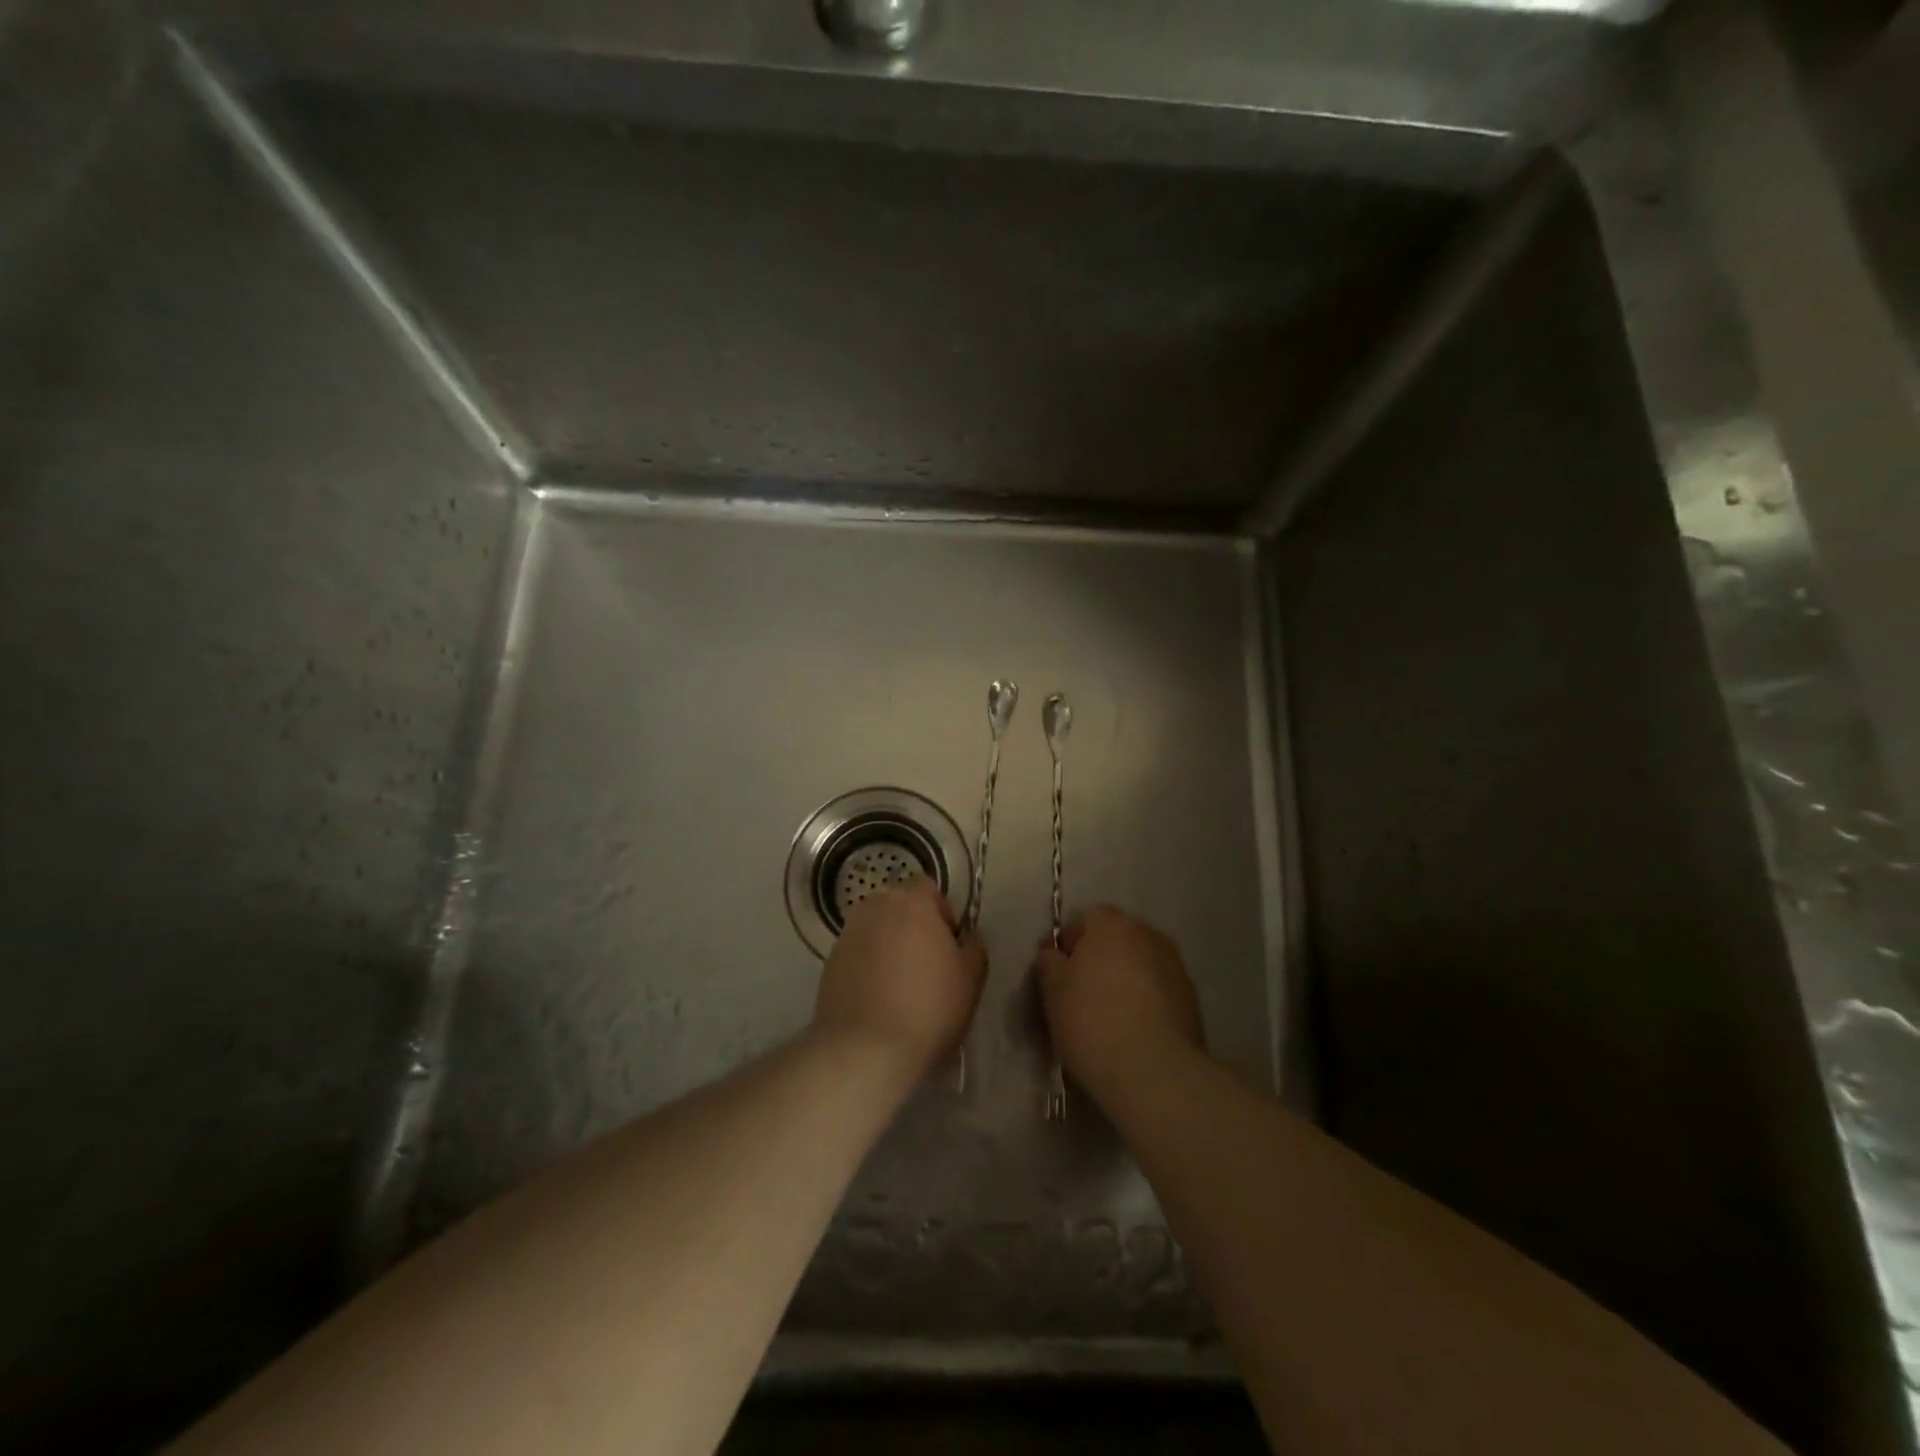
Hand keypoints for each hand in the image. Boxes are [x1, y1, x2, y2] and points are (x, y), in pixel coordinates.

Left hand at [813, 877, 986, 1078]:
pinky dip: (868, 967)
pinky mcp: (829, 963)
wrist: (865, 1050)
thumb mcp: (970, 979)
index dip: (942, 912)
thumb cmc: (929, 1008)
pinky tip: (878, 1000)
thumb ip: (974, 947)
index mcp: (911, 902)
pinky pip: (857, 954)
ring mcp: (847, 935)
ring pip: (876, 930)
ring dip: (889, 946)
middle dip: (913, 927)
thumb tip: (968, 937)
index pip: (927, 887)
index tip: (949, 946)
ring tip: (901, 985)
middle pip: (898, 906)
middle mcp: (874, 908)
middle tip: (927, 965)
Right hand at [1036, 905, 1205, 1101]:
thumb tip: (1054, 953)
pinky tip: (1134, 1030)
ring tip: (1110, 1016)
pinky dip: (1146, 1001)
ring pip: (1140, 964)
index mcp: (1111, 925)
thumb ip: (1050, 963)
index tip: (1056, 972)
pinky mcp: (1192, 999)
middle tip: (1081, 993)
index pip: (1084, 918)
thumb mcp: (1053, 992)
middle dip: (1099, 959)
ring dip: (1125, 979)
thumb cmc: (1092, 1021)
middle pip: (1116, 938)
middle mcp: (1147, 934)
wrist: (1154, 1071)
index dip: (1068, 943)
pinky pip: (1159, 990)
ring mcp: (1175, 965)